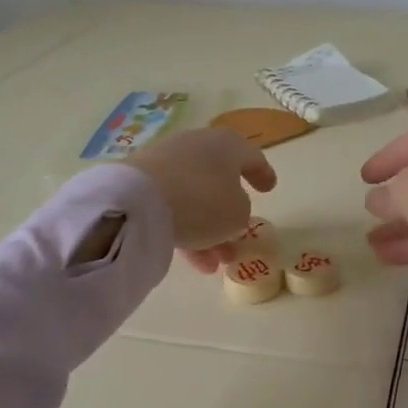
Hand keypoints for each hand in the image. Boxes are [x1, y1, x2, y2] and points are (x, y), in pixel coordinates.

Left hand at [125, 127, 276, 271]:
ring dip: (208, 229)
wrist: (138, 202)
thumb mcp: (237, 213)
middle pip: (219, 180)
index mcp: (227, 144)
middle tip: (238, 238)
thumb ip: (241, 211)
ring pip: (195, 197)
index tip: (269, 188)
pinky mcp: (141, 181)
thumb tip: (228, 209)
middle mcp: (197, 146)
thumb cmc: (203, 201)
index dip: (263, 174)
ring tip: (215, 262)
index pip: (251, 157)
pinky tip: (192, 260)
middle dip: (229, 212)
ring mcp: (166, 162)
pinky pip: (172, 205)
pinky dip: (184, 228)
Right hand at [359, 116, 407, 273]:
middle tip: (369, 214)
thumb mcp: (406, 192)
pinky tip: (388, 258)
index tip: (364, 178)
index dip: (383, 161)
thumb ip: (387, 198)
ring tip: (370, 244)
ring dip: (402, 226)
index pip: (405, 145)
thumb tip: (376, 201)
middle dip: (394, 198)